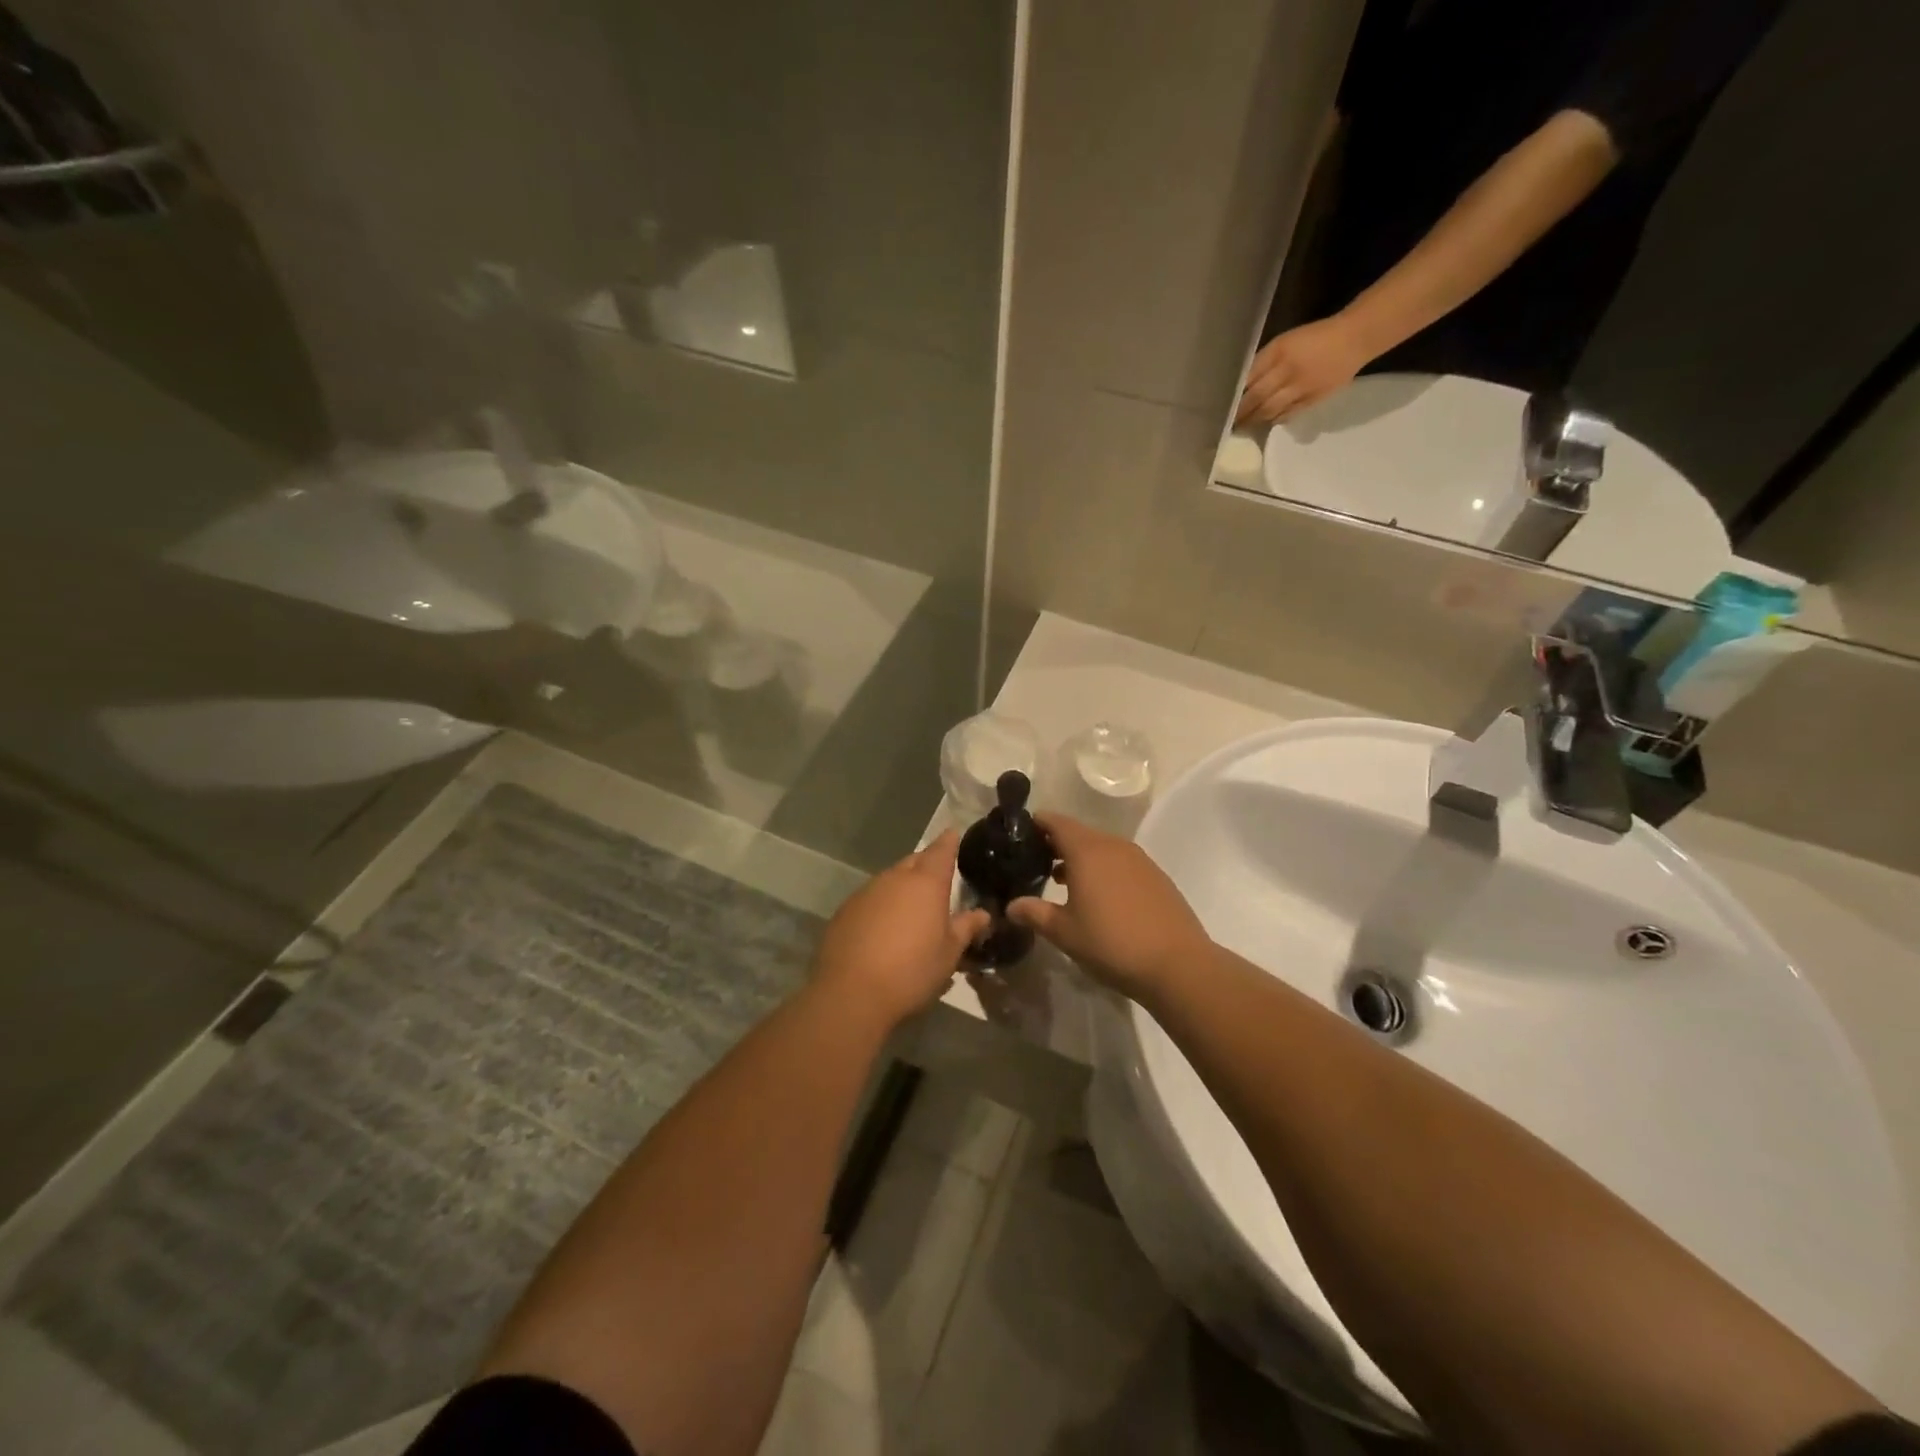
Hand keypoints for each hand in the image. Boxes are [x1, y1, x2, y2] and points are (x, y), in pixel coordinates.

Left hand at [811, 831, 990, 1028]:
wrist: (851, 993)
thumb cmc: (912, 971)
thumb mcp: (949, 953)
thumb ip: (966, 928)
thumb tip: (982, 914)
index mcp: (926, 883)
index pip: (941, 850)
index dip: (949, 842)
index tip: (954, 834)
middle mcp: (895, 878)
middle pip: (914, 861)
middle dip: (926, 864)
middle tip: (938, 879)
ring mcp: (866, 892)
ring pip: (890, 879)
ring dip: (903, 887)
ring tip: (912, 908)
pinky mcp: (846, 910)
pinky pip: (871, 898)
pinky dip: (882, 905)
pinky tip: (884, 928)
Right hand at [1006, 815, 1210, 1000]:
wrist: (1178, 964)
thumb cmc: (1112, 943)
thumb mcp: (1065, 932)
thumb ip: (1035, 913)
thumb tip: (1011, 906)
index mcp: (1087, 851)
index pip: (1056, 822)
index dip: (1036, 824)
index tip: (1018, 835)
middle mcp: (1113, 846)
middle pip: (1078, 833)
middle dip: (1055, 843)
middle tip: (1034, 862)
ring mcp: (1139, 859)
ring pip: (1101, 848)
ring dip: (1080, 858)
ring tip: (1061, 882)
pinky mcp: (1156, 876)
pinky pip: (1120, 862)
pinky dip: (1103, 869)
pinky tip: (1098, 896)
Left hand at [1235, 316, 1370, 426]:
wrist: (1355, 338)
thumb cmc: (1315, 337)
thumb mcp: (1285, 341)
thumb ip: (1265, 362)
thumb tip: (1243, 385)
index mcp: (1279, 350)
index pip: (1249, 376)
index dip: (1235, 393)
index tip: (1222, 404)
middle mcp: (1287, 369)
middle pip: (1256, 396)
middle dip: (1240, 412)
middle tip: (1229, 422)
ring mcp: (1300, 387)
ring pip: (1269, 409)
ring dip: (1254, 420)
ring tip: (1243, 426)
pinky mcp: (1313, 400)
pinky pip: (1287, 415)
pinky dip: (1274, 420)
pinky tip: (1266, 422)